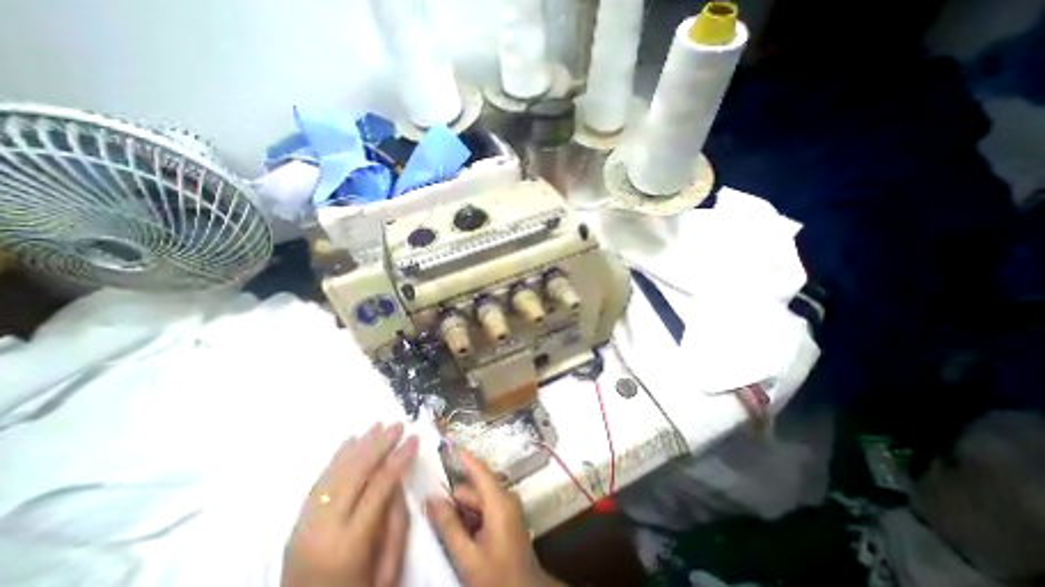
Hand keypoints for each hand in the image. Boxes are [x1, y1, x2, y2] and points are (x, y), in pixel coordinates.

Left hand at [283, 421, 419, 586]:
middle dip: (379, 444)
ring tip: (377, 425)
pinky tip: (349, 442)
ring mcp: (305, 526)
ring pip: (335, 473)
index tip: (414, 437)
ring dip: (359, 445)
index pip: (380, 485)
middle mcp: (325, 529)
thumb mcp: (387, 566)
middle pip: (356, 473)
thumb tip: (398, 478)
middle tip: (397, 425)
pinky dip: (335, 459)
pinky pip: (318, 483)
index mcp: (351, 542)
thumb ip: (395, 519)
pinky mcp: (295, 526)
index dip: (399, 457)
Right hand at [425, 449, 562, 585]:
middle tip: (429, 502)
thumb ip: (449, 526)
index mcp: (499, 501)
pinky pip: (484, 509)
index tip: (449, 445)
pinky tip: (455, 530)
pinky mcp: (506, 518)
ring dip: (460, 508)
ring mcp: (507, 508)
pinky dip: (469, 516)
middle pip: (475, 488)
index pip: (479, 470)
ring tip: (437, 518)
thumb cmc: (497, 576)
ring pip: (478, 500)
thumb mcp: (468, 555)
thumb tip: (431, 499)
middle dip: (453, 494)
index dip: (464, 456)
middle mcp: (505, 498)